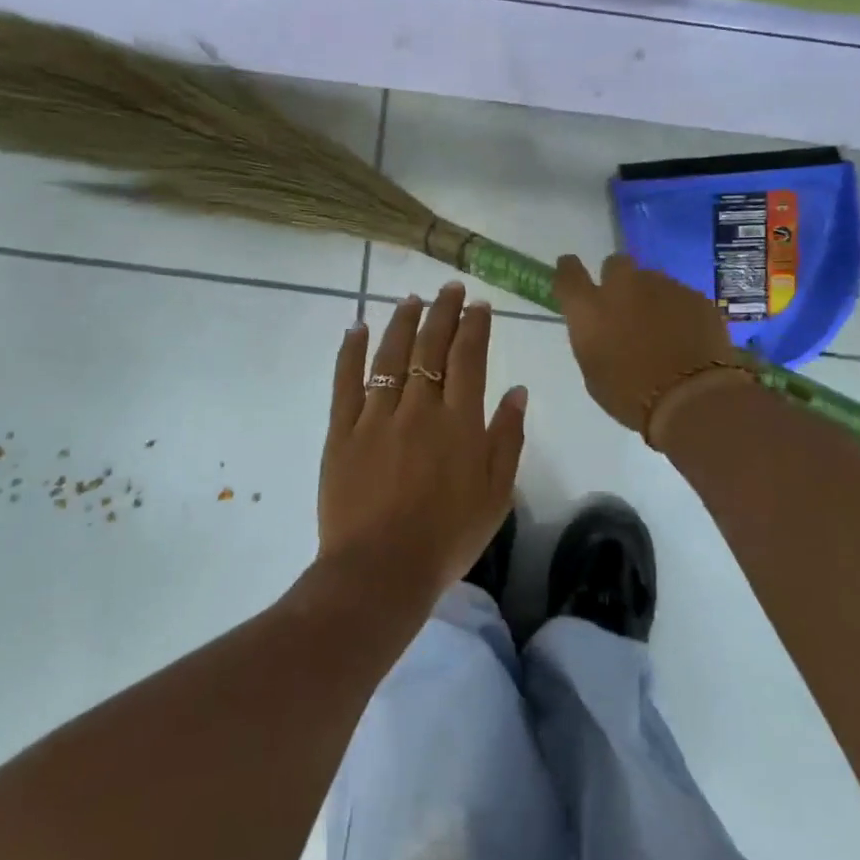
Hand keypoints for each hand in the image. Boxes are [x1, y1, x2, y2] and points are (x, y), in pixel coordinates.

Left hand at [318, 284, 527, 606]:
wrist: (381, 570)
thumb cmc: (448, 537)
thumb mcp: (496, 494)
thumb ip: (508, 438)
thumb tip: (517, 390)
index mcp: (460, 422)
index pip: (469, 358)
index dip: (475, 326)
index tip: (480, 305)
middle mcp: (419, 408)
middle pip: (430, 347)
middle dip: (443, 312)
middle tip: (450, 289)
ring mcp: (376, 417)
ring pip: (390, 355)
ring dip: (402, 322)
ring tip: (412, 299)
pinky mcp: (341, 432)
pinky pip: (346, 382)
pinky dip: (351, 351)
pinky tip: (358, 327)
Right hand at [555, 253, 745, 438]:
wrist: (690, 399)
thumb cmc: (630, 396)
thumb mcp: (594, 372)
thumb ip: (593, 339)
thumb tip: (602, 328)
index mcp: (590, 308)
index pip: (569, 272)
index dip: (569, 271)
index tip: (572, 274)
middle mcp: (623, 287)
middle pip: (615, 264)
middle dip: (617, 279)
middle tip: (624, 306)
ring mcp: (663, 287)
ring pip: (652, 280)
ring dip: (650, 297)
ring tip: (662, 329)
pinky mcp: (695, 296)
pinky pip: (680, 296)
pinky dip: (679, 311)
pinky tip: (687, 336)